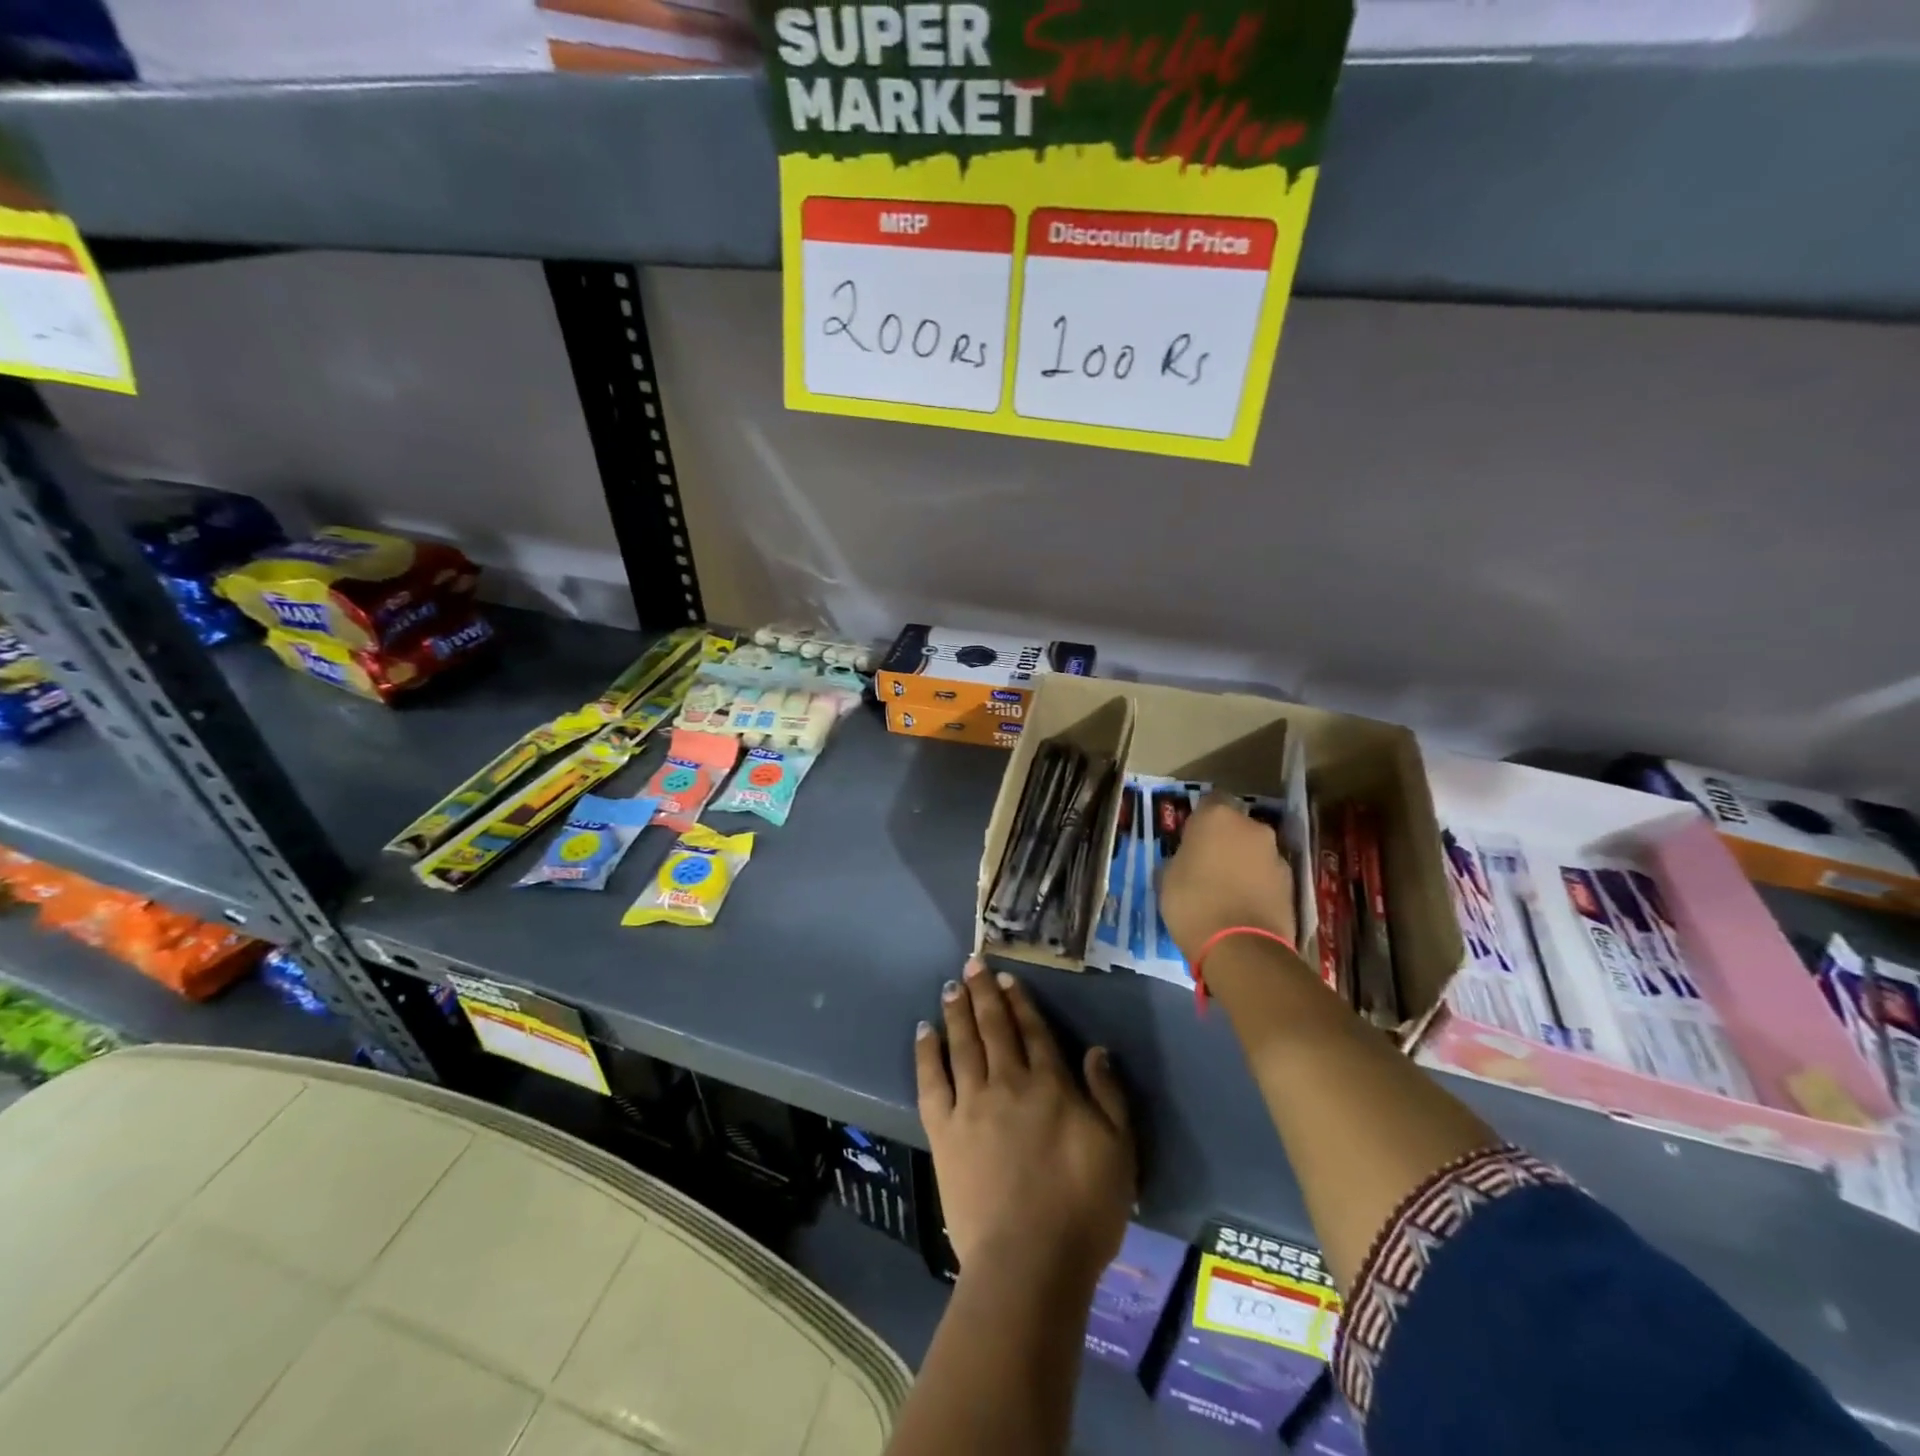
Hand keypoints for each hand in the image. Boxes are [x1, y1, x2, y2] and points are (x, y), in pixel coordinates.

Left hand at [915, 959, 1135, 1283]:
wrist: (1029, 1261)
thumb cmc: (1083, 1210)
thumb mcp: (1120, 1151)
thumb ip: (1109, 1096)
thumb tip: (1096, 1050)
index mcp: (1051, 1086)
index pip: (1033, 1031)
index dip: (1020, 1002)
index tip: (1008, 979)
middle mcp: (1008, 1083)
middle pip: (994, 1027)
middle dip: (984, 993)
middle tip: (973, 963)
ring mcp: (971, 1104)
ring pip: (963, 1044)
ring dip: (957, 1012)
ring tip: (951, 986)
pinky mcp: (944, 1130)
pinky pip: (931, 1081)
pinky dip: (926, 1053)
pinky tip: (923, 1031)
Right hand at [1159, 794, 1296, 962]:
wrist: (1241, 947)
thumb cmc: (1193, 903)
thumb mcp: (1167, 878)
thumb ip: (1179, 859)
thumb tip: (1185, 861)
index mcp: (1217, 817)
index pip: (1210, 801)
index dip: (1200, 820)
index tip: (1191, 839)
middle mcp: (1252, 827)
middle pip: (1237, 826)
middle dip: (1225, 840)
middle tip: (1208, 865)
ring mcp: (1276, 854)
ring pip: (1254, 851)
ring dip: (1243, 862)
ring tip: (1227, 890)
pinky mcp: (1292, 883)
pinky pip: (1267, 876)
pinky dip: (1257, 884)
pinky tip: (1243, 906)